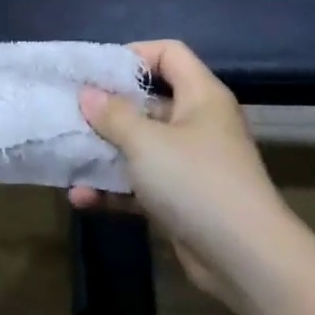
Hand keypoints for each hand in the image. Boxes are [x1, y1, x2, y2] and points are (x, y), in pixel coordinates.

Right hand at [76, 41, 296, 295]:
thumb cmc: (196, 181)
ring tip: (67, 154)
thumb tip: (87, 94)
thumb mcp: (146, 142)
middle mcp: (198, 124)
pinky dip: (115, 189)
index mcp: (200, 96)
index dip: (134, 55)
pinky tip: (81, 197)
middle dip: (108, 108)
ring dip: (105, 152)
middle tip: (70, 112)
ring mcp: (191, 164)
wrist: (246, 260)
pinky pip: (142, 184)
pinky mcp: (182, 200)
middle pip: (149, 101)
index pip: (169, 53)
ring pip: (141, 146)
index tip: (95, 72)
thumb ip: (113, 115)